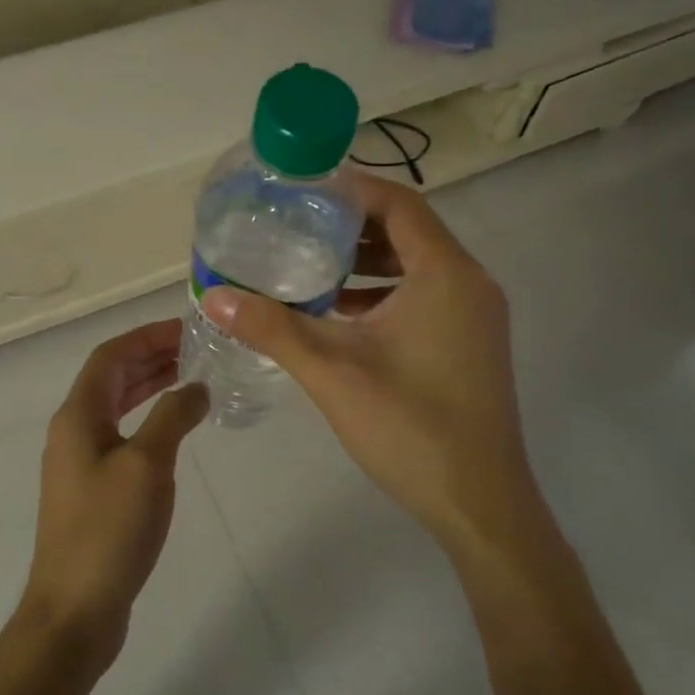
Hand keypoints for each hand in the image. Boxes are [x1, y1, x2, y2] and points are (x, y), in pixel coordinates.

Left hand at [24, 320, 208, 671]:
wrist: (75, 608)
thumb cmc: (109, 530)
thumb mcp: (147, 465)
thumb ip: (173, 416)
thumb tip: (197, 386)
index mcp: (78, 416)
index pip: (111, 356)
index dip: (147, 337)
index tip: (187, 329)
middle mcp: (73, 431)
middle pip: (111, 378)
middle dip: (151, 358)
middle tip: (197, 351)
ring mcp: (79, 462)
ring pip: (116, 406)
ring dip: (150, 387)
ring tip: (192, 378)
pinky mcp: (91, 489)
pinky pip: (120, 435)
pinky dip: (147, 420)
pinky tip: (174, 430)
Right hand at [203, 174, 534, 551]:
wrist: (480, 505)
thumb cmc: (410, 428)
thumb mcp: (332, 372)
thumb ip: (273, 328)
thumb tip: (214, 297)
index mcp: (445, 274)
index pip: (398, 203)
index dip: (350, 189)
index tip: (302, 190)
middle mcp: (469, 283)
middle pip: (408, 230)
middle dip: (352, 226)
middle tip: (296, 226)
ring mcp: (476, 315)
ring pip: (417, 266)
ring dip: (367, 262)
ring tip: (309, 266)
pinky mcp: (471, 342)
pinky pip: (425, 296)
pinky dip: (384, 293)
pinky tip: (340, 314)